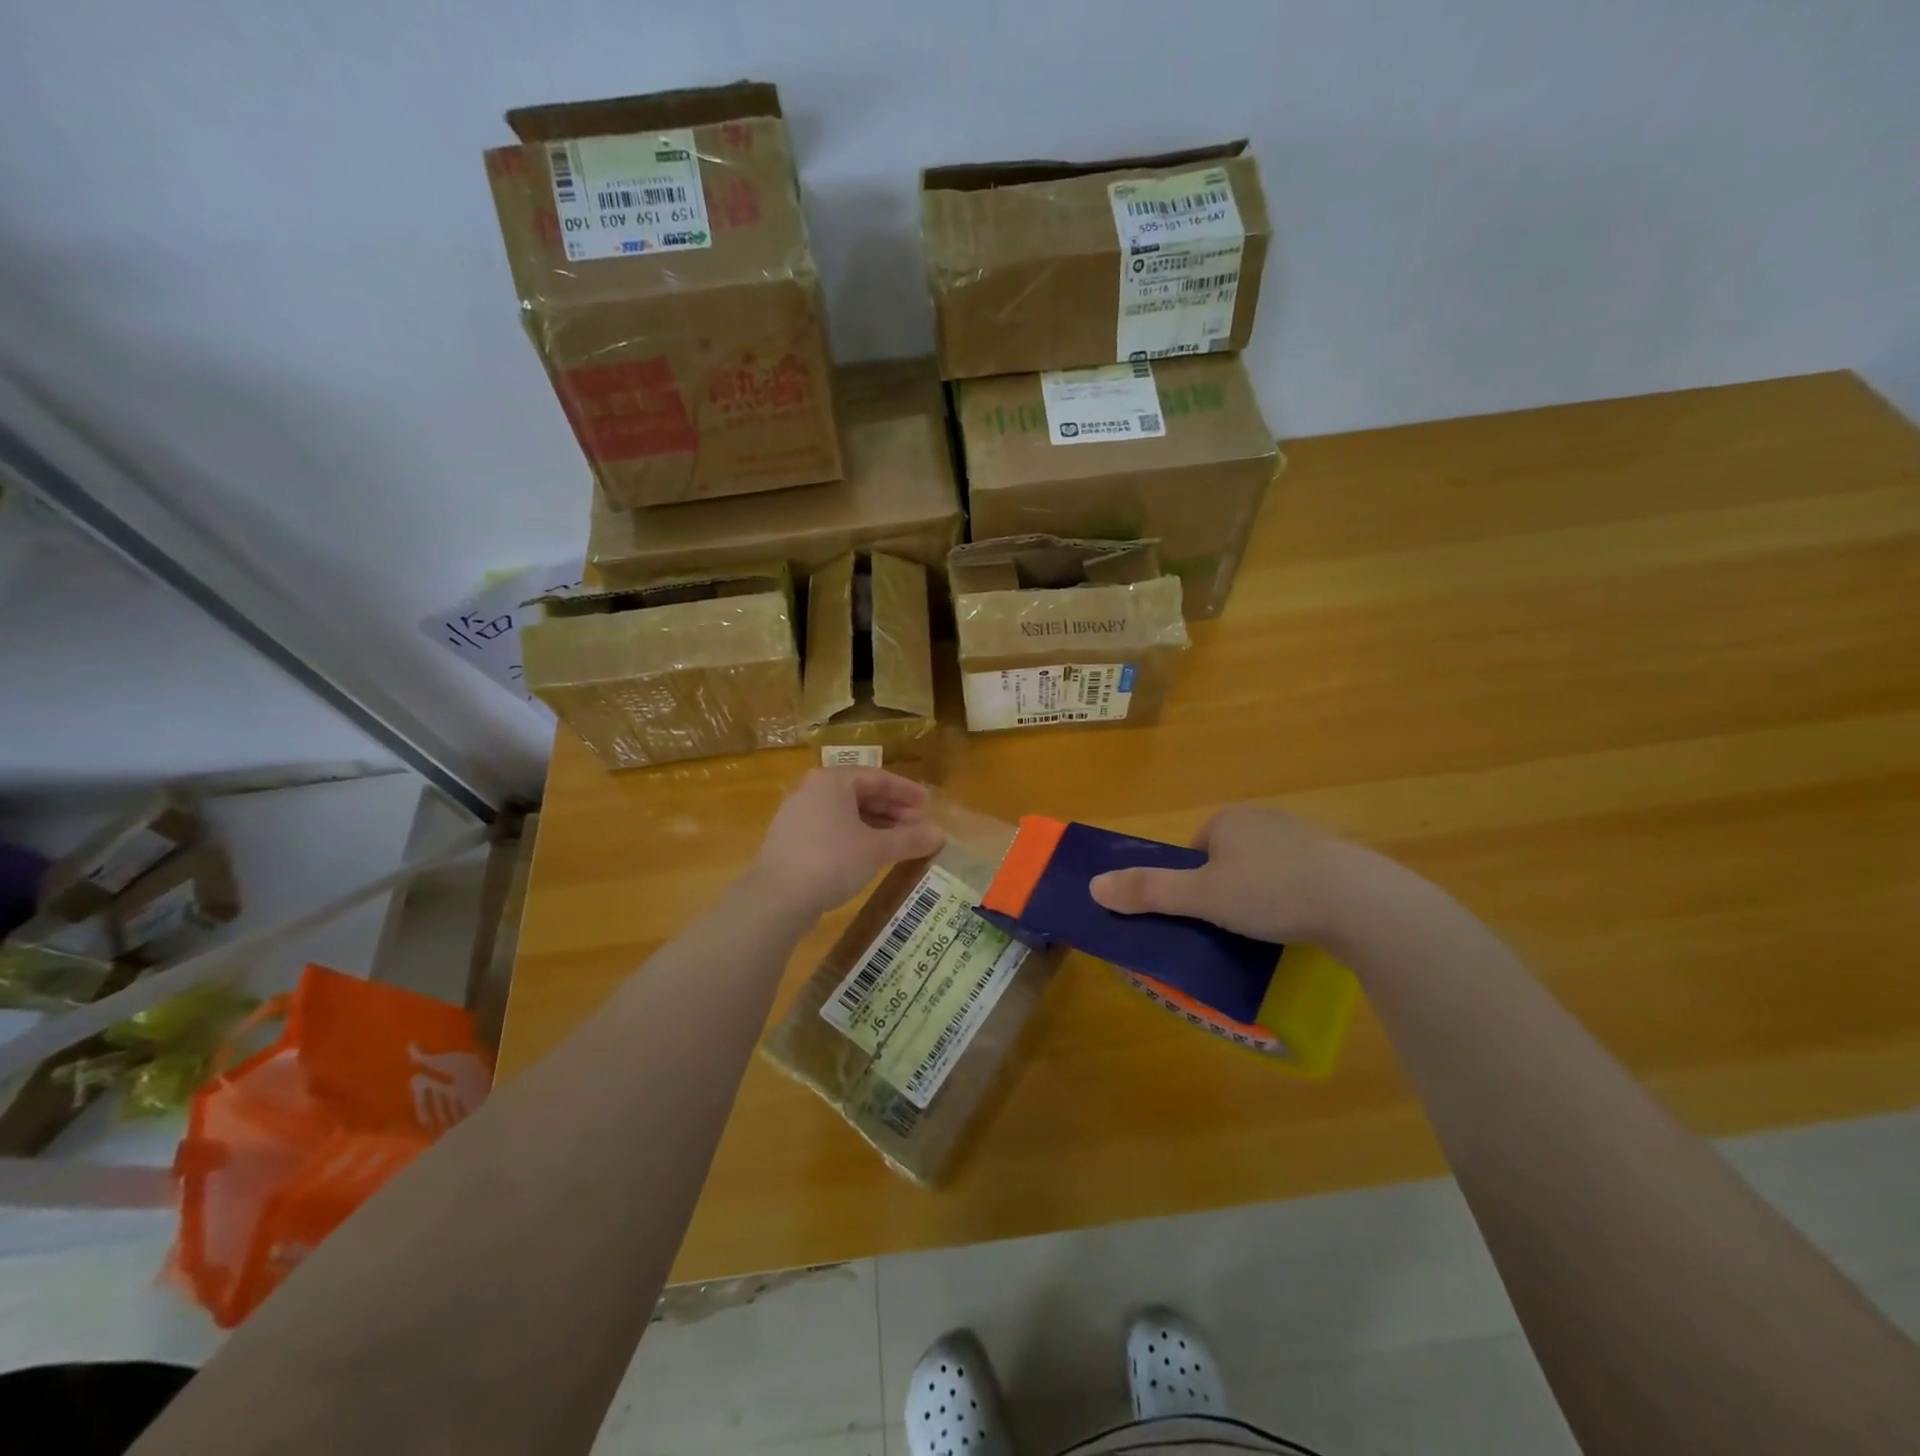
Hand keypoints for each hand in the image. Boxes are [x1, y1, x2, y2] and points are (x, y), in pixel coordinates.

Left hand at [750, 768, 945, 920]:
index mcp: (833, 781)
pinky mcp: (790, 839)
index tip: (928, 804)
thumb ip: (909, 840)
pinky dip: (855, 835)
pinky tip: (869, 854)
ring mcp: (797, 814)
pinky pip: (831, 827)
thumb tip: (939, 835)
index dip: (906, 791)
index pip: (878, 777)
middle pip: (860, 793)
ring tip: (898, 841)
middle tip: (917, 825)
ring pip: (845, 812)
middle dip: (892, 809)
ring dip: (875, 824)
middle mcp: (812, 790)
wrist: (776, 897)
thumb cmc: (832, 860)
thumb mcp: (876, 849)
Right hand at [1088, 805, 1369, 945]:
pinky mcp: (1339, 861)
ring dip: (1262, 894)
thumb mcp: (1202, 896)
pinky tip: (1304, 924)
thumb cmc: (1271, 891)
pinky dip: (1296, 899)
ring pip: (1266, 868)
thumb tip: (1093, 887)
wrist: (1360, 903)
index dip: (1192, 882)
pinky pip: (1302, 879)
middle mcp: (1265, 818)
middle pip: (1229, 858)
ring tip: (1269, 930)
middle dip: (1227, 888)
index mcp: (1229, 819)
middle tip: (1233, 925)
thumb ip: (1149, 891)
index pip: (1196, 849)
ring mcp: (1306, 837)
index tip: (1203, 913)